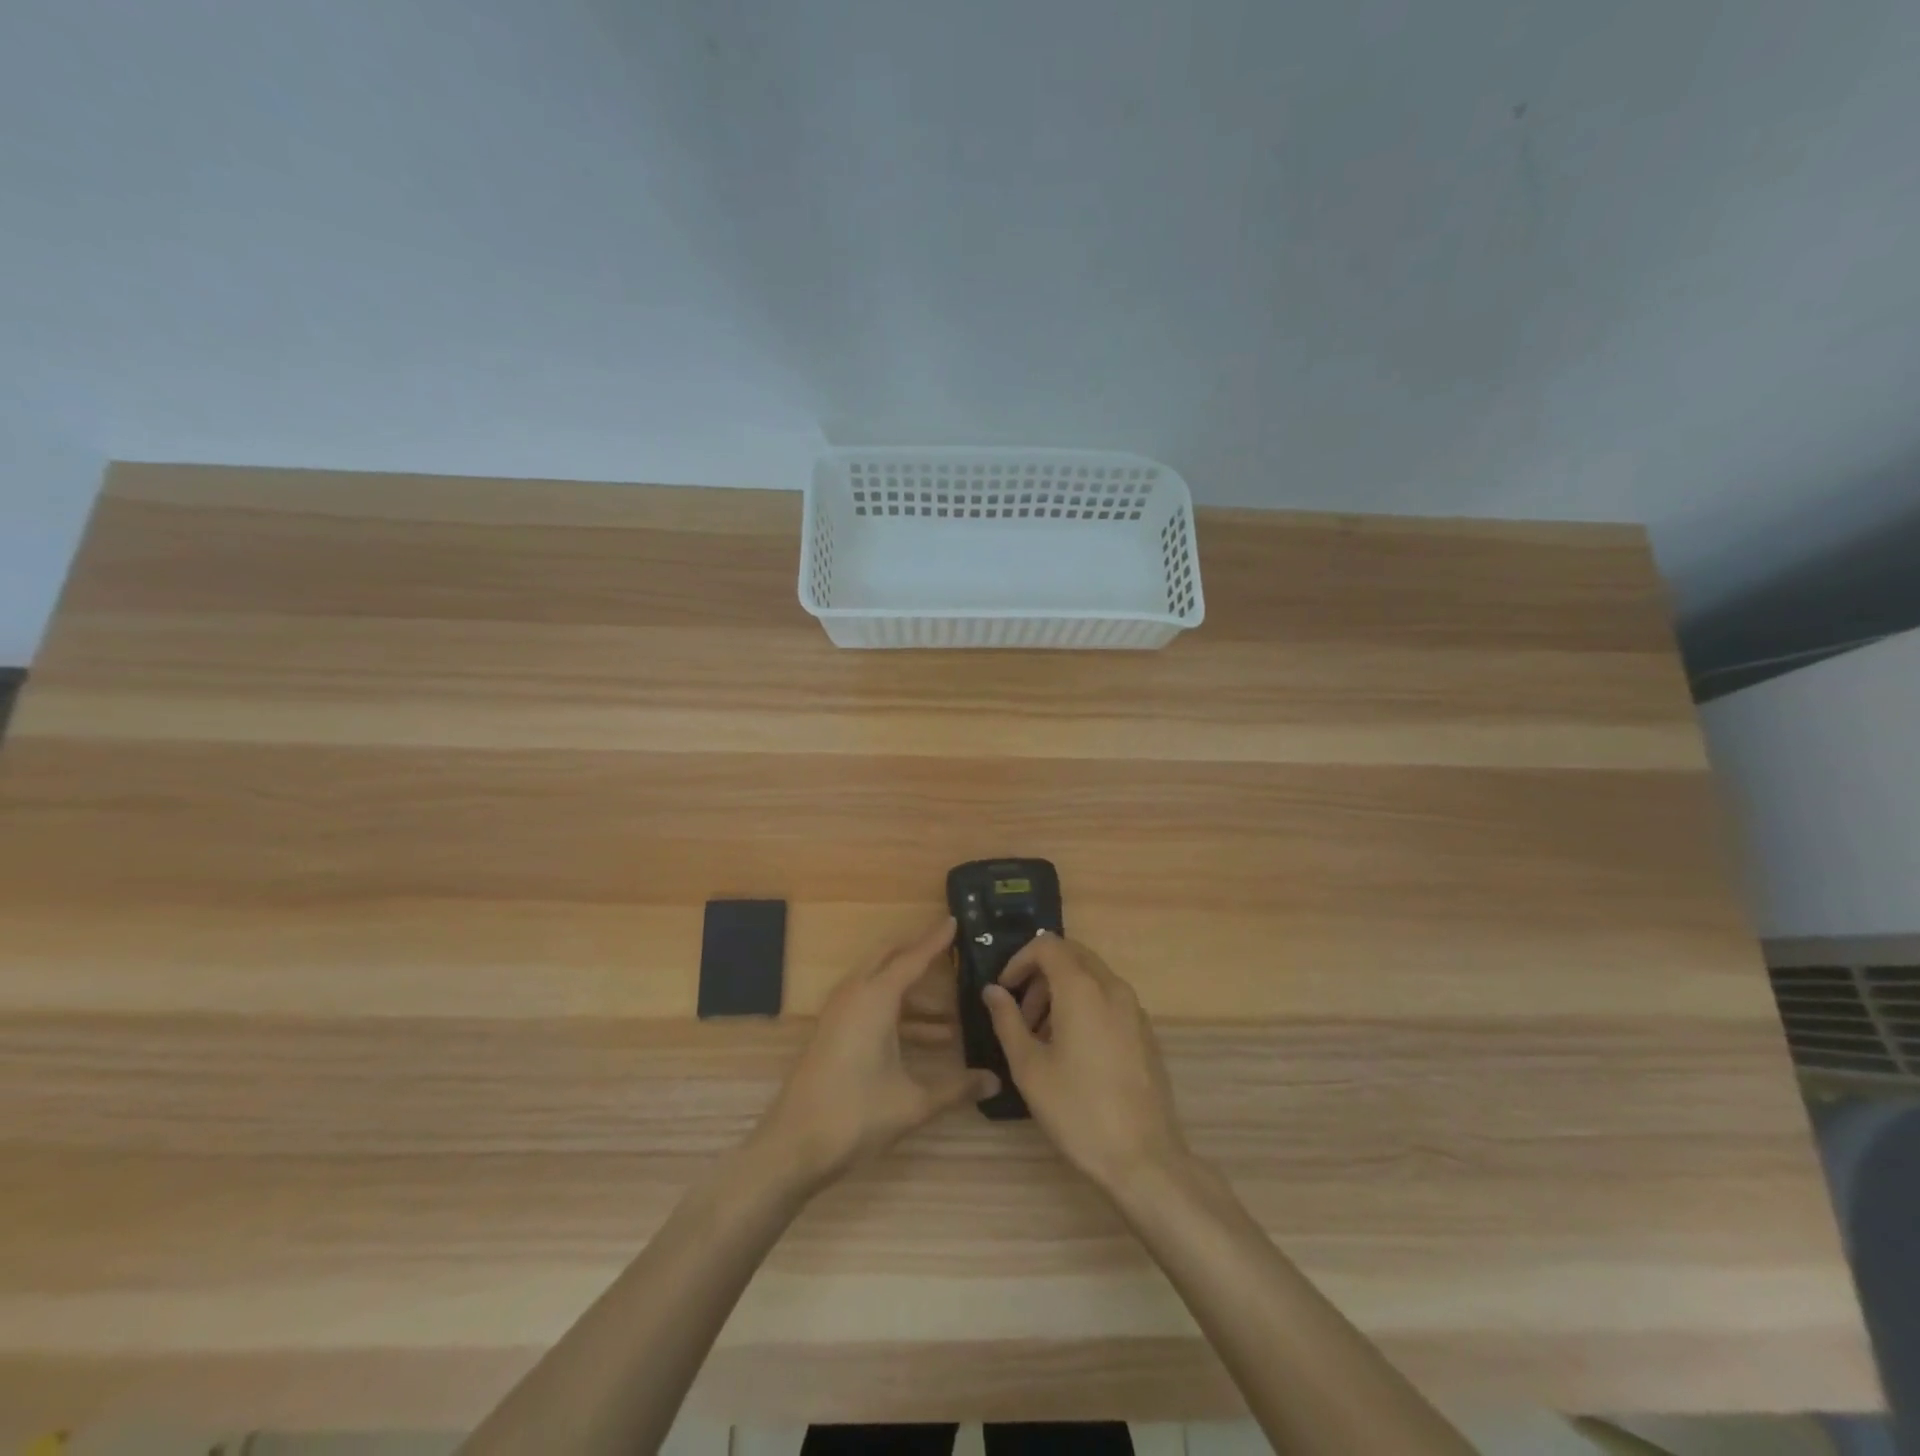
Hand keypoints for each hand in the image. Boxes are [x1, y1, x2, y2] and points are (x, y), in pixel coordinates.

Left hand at [754, 917, 998, 1191]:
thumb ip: (956, 1088)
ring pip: (881, 985)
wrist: (793, 1146)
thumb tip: (995, 1081)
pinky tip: (928, 1039)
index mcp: (875, 998)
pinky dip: (899, 1012)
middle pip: (891, 960)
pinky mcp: (834, 1031)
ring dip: (913, 992)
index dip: (936, 940)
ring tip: (953, 1012)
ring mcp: (840, 1013)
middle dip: (920, 953)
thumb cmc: (856, 1115)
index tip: (954, 920)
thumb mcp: (913, 1103)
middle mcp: (855, 994)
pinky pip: (871, 1004)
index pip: (913, 958)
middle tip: (951, 950)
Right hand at [983, 933, 1188, 1195]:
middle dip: (1040, 974)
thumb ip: (1007, 1020)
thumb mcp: (1028, 1067)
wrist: (1143, 1158)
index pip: (1047, 945)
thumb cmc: (1077, 1110)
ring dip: (1061, 991)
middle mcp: (1112, 987)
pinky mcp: (1145, 1032)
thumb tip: (993, 991)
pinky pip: (1109, 999)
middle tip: (1021, 1013)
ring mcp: (1134, 1009)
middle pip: (1071, 955)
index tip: (1004, 991)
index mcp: (1082, 988)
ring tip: (1042, 1036)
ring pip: (1091, 976)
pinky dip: (1085, 1005)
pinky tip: (1073, 1050)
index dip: (1019, 960)